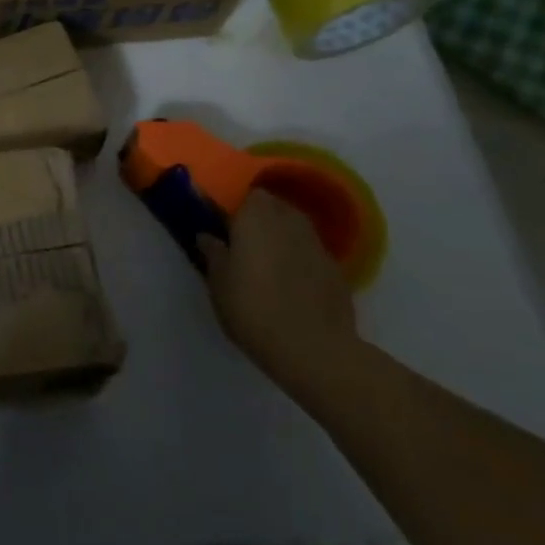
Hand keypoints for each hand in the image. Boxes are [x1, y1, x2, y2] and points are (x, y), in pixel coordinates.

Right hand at [198, 189, 359, 391]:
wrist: (314, 350)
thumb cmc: (253, 309)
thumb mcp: (218, 283)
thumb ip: (213, 253)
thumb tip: (207, 236)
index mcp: (256, 218)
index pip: (247, 194)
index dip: (236, 207)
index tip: (224, 224)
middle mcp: (289, 222)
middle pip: (274, 206)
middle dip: (260, 217)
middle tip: (242, 242)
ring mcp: (317, 245)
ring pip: (295, 228)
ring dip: (281, 236)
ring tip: (266, 262)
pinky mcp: (337, 270)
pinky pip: (311, 253)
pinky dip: (300, 259)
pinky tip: (291, 283)